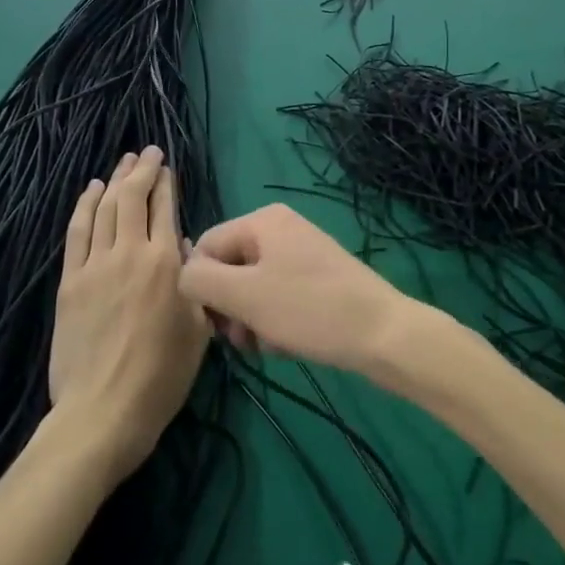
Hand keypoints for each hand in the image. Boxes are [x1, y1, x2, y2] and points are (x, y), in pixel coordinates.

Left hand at [51, 147, 209, 480]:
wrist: (104, 410)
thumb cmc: (162, 377)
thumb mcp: (199, 331)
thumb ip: (196, 284)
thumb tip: (183, 251)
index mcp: (166, 264)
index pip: (164, 208)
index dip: (165, 182)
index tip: (166, 166)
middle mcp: (130, 253)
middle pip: (132, 198)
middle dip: (141, 170)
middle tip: (147, 153)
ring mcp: (96, 265)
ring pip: (104, 208)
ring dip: (114, 181)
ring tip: (123, 163)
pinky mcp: (70, 280)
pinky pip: (77, 232)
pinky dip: (84, 206)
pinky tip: (91, 191)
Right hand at [178, 203, 448, 375]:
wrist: (383, 334)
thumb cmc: (309, 310)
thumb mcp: (244, 296)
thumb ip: (199, 280)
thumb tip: (181, 275)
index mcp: (261, 220)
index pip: (204, 248)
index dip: (203, 289)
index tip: (217, 324)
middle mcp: (280, 228)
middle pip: (229, 269)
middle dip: (231, 308)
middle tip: (245, 340)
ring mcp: (301, 252)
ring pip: (252, 288)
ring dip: (251, 320)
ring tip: (269, 345)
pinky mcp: (317, 277)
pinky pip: (278, 296)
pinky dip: (275, 321)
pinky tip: (287, 343)